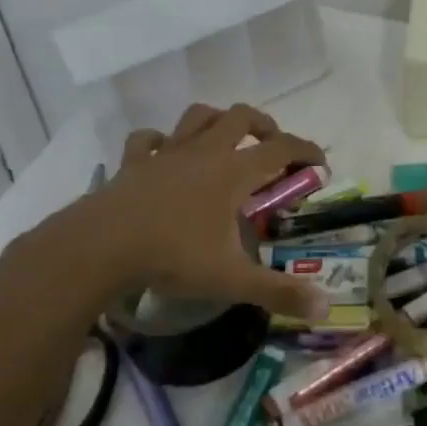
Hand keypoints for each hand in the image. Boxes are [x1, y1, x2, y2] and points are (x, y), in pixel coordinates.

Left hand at [75, 103, 329, 320]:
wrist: (101, 246)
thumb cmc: (172, 256)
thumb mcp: (231, 279)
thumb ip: (278, 292)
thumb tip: (325, 308)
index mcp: (232, 173)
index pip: (280, 149)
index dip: (305, 151)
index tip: (320, 163)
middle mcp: (203, 153)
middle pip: (240, 117)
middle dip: (263, 125)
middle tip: (272, 147)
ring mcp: (166, 153)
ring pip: (197, 117)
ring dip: (216, 120)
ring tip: (225, 138)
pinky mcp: (134, 162)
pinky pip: (148, 139)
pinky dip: (159, 141)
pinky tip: (163, 152)